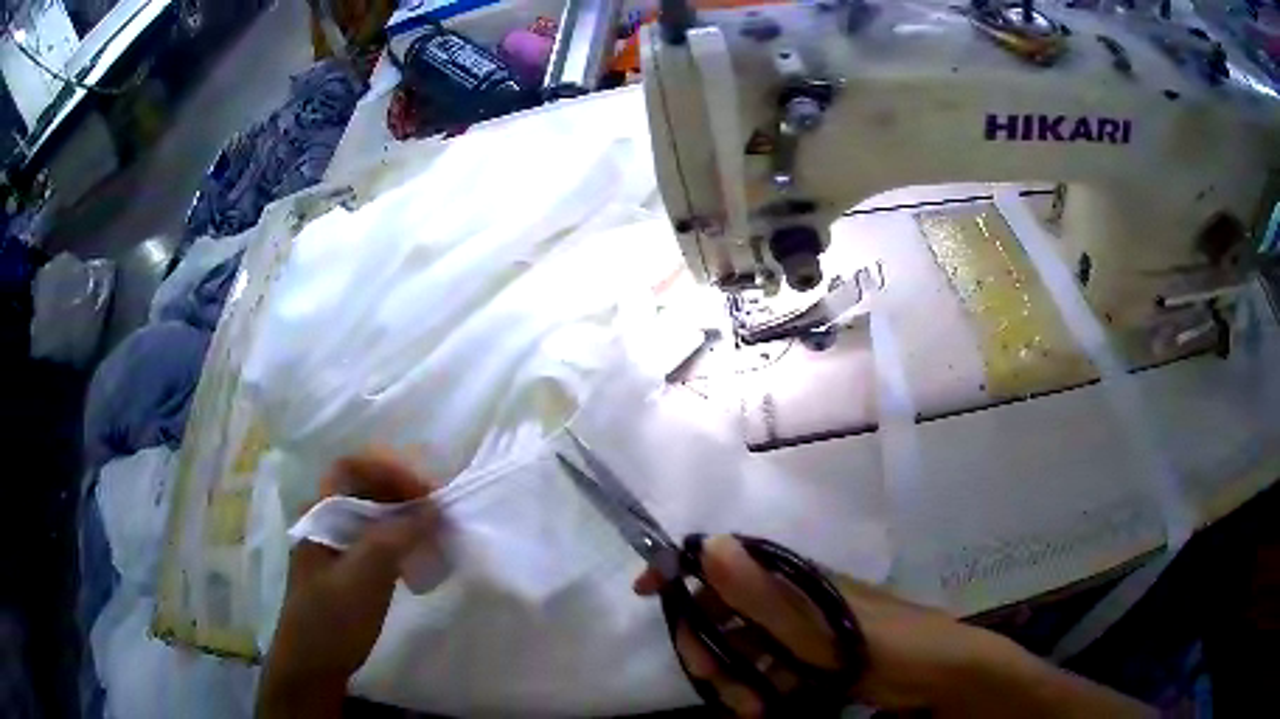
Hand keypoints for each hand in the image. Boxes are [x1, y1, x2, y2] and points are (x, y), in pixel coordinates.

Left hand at [256, 450, 440, 718]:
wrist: (313, 664)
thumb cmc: (333, 618)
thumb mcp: (364, 577)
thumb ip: (396, 538)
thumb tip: (433, 509)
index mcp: (320, 514)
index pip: (351, 468)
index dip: (388, 470)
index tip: (424, 495)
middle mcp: (325, 521)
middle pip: (364, 488)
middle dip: (402, 493)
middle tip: (437, 515)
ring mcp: (335, 546)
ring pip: (372, 515)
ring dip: (404, 518)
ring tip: (433, 536)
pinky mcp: (346, 569)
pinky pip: (375, 541)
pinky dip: (399, 541)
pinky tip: (415, 560)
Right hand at [634, 535, 1149, 717]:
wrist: (944, 676)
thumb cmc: (892, 645)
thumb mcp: (826, 628)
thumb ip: (767, 595)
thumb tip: (711, 545)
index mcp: (796, 576)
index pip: (727, 559)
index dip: (687, 569)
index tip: (650, 591)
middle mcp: (794, 596)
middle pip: (725, 611)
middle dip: (710, 647)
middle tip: (717, 686)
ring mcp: (803, 630)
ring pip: (743, 646)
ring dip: (735, 677)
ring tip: (754, 709)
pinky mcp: (811, 659)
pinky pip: (767, 668)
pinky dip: (760, 687)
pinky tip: (771, 706)